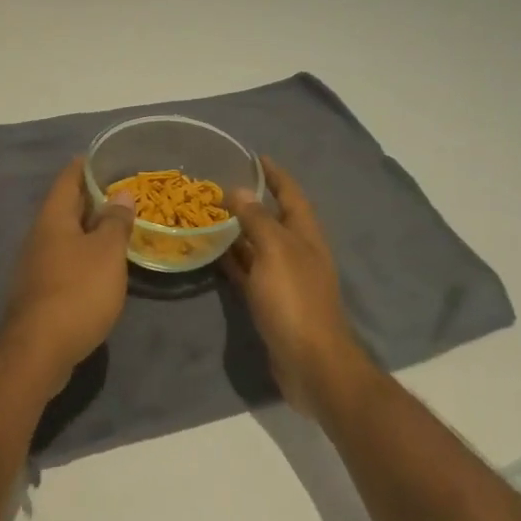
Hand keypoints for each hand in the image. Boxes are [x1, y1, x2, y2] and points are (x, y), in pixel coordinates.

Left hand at [0, 159, 135, 393]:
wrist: (39, 350)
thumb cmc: (77, 290)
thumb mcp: (106, 252)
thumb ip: (115, 221)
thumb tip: (121, 193)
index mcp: (53, 218)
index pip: (68, 178)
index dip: (87, 164)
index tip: (107, 155)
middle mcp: (40, 235)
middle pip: (66, 206)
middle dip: (92, 196)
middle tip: (124, 190)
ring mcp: (36, 264)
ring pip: (66, 234)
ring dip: (90, 227)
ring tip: (119, 225)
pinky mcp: (40, 290)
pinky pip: (66, 259)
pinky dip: (85, 253)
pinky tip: (104, 264)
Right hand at [224, 158, 370, 417]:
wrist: (311, 363)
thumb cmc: (295, 300)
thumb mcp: (275, 251)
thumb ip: (257, 219)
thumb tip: (240, 190)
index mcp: (305, 235)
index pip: (291, 194)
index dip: (275, 174)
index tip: (254, 157)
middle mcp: (298, 252)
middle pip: (275, 218)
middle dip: (252, 201)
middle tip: (220, 185)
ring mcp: (286, 278)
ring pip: (260, 245)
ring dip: (240, 230)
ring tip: (210, 215)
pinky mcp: (273, 302)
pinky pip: (251, 272)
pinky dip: (234, 260)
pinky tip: (213, 253)